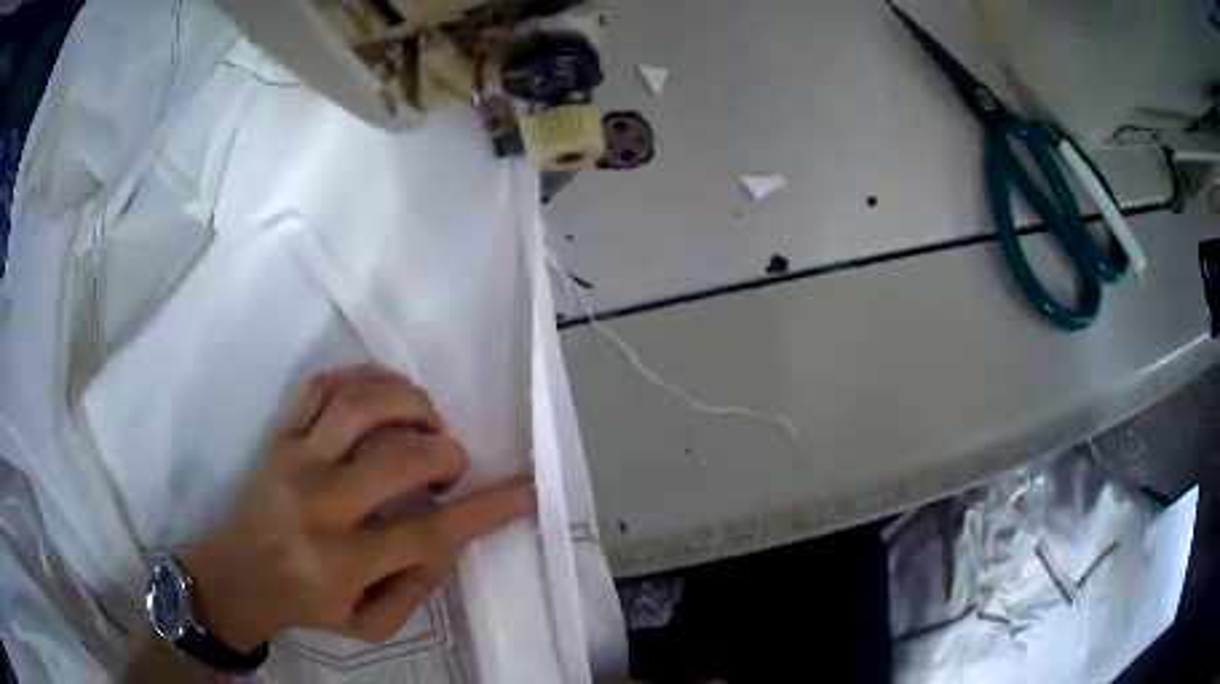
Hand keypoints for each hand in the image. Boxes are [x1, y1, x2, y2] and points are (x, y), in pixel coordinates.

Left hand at [178, 365, 534, 650]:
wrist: (237, 574)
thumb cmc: (308, 604)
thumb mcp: (371, 624)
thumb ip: (417, 587)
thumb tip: (451, 536)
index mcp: (345, 562)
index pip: (429, 533)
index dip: (486, 509)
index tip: (526, 489)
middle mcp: (320, 506)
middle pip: (400, 457)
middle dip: (446, 451)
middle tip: (451, 464)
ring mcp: (295, 460)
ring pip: (361, 405)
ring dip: (410, 403)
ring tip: (425, 420)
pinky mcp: (280, 435)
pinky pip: (324, 385)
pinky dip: (366, 376)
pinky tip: (387, 390)